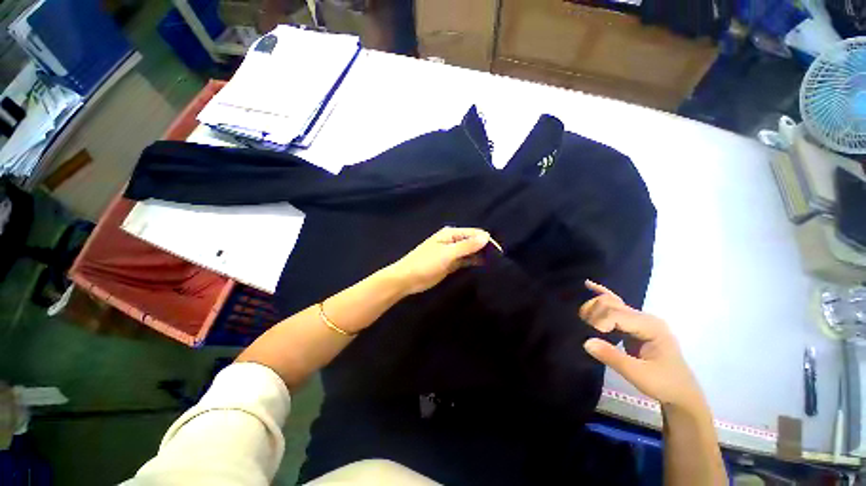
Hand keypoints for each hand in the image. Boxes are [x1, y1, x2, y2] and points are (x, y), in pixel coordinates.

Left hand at [387, 227, 490, 295]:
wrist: (407, 279)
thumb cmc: (425, 263)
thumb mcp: (447, 254)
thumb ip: (466, 246)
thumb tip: (487, 236)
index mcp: (451, 234)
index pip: (475, 233)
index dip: (487, 241)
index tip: (499, 253)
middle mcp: (453, 241)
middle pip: (473, 242)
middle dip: (485, 248)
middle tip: (499, 260)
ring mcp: (452, 253)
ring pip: (470, 252)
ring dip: (480, 256)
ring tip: (495, 264)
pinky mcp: (451, 263)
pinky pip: (466, 261)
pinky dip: (474, 262)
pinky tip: (483, 267)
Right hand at [580, 280, 703, 408]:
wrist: (681, 394)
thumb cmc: (664, 384)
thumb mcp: (639, 375)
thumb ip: (613, 357)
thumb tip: (586, 342)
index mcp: (651, 326)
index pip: (616, 314)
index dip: (599, 322)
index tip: (591, 338)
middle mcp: (645, 317)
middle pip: (611, 305)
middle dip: (594, 313)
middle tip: (584, 329)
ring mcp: (639, 320)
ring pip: (611, 303)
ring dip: (593, 308)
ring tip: (582, 319)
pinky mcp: (633, 324)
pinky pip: (614, 306)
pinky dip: (601, 295)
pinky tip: (589, 285)